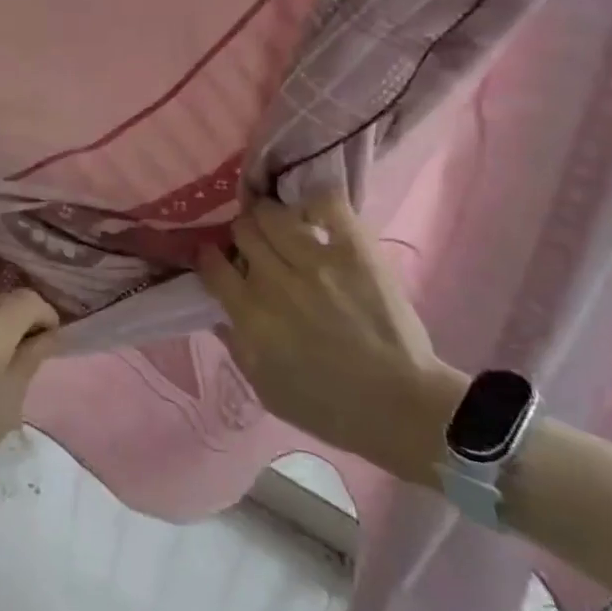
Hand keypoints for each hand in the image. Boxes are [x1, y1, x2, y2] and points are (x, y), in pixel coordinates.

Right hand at [198, 195, 464, 485]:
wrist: (402, 409)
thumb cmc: (328, 406)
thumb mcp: (264, 387)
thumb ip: (235, 344)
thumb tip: (217, 310)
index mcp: (250, 316)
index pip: (212, 264)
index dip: (209, 256)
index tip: (216, 258)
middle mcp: (275, 282)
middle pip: (243, 230)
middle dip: (243, 234)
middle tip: (254, 243)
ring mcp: (316, 262)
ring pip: (273, 213)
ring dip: (271, 216)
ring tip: (281, 223)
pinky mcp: (355, 252)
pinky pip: (327, 205)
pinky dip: (315, 201)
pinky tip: (312, 211)